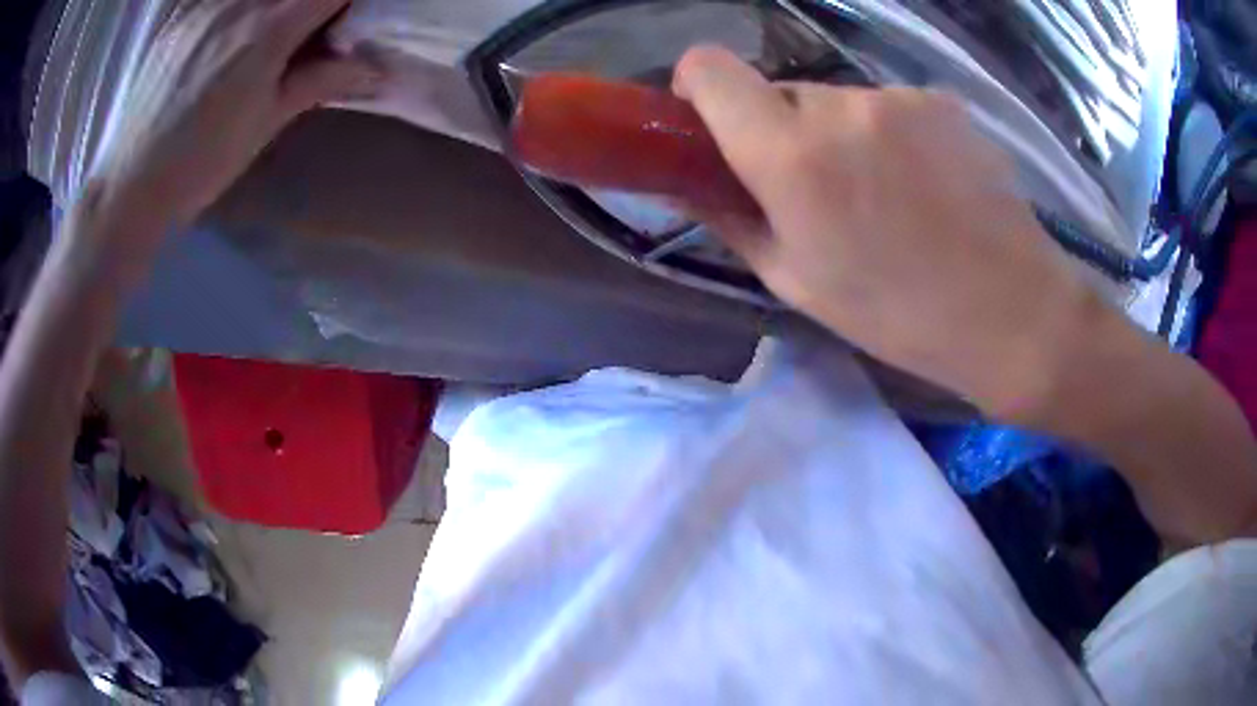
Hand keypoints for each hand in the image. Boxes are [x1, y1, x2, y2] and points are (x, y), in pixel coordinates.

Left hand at [88, 0, 380, 239]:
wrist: (129, 187)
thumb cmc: (201, 165)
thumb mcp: (265, 125)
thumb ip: (319, 81)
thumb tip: (374, 67)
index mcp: (267, 31)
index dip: (344, 2)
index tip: (344, 19)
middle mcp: (238, 4)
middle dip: (307, 5)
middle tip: (304, 32)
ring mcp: (204, 6)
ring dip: (269, 8)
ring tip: (261, 39)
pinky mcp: (179, 18)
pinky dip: (236, 9)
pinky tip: (228, 32)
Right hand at [673, 46, 1111, 417]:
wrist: (1011, 310)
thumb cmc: (898, 313)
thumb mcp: (797, 282)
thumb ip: (730, 220)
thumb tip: (683, 185)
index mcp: (791, 154)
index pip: (709, 67)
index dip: (699, 88)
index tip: (713, 124)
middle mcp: (839, 104)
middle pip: (779, 93)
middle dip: (783, 132)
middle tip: (820, 193)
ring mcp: (896, 96)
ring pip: (837, 102)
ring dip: (841, 136)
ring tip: (886, 198)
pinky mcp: (939, 99)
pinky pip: (887, 107)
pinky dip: (888, 135)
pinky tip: (925, 185)